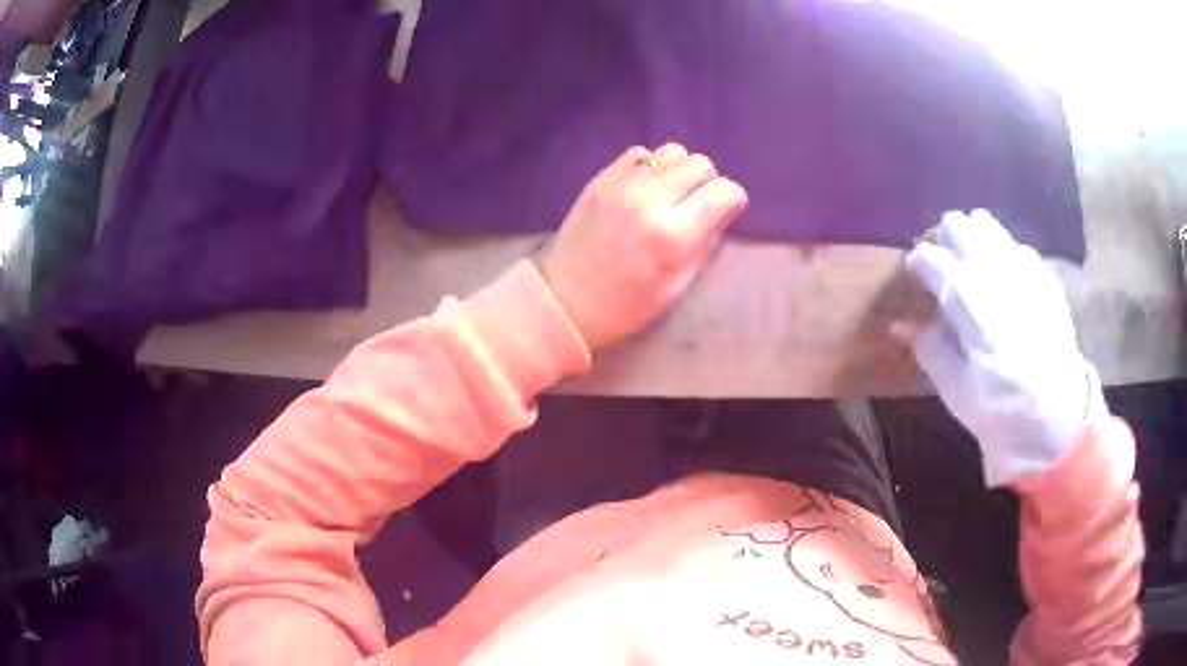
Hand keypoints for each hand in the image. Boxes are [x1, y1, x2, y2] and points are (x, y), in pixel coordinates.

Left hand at [537, 144, 747, 349]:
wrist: (564, 300)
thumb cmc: (626, 306)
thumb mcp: (677, 286)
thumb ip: (704, 244)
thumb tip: (720, 213)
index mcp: (675, 236)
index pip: (724, 192)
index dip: (732, 199)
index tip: (726, 209)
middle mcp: (652, 200)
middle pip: (701, 164)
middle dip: (707, 182)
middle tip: (696, 203)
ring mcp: (623, 185)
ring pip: (672, 151)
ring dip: (680, 169)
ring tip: (671, 192)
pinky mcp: (601, 179)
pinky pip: (639, 152)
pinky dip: (650, 165)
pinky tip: (644, 187)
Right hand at [898, 210, 1103, 486]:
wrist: (1060, 416)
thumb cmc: (1004, 411)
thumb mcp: (958, 395)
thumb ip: (930, 351)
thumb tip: (899, 324)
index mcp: (975, 310)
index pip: (934, 260)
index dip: (918, 261)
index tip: (914, 272)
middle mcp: (1000, 277)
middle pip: (960, 225)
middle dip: (944, 240)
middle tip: (943, 266)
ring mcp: (1026, 272)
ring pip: (987, 225)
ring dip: (972, 240)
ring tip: (972, 268)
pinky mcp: (1044, 275)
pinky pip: (1015, 246)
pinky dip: (1002, 255)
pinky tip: (1005, 283)